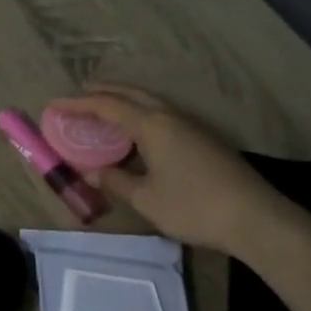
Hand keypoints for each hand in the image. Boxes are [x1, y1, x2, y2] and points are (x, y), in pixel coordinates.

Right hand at [45, 86, 286, 256]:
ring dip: (125, 101)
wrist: (257, 219)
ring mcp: (192, 126)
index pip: (107, 106)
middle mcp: (171, 117)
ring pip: (151, 102)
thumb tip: (91, 172)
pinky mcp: (205, 140)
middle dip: (104, 91)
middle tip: (81, 92)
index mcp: (152, 125)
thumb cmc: (194, 206)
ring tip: (106, 109)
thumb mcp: (146, 198)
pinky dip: (142, 114)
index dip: (78, 104)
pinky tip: (139, 132)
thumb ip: (116, 181)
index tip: (54, 105)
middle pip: (132, 94)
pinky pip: (164, 115)